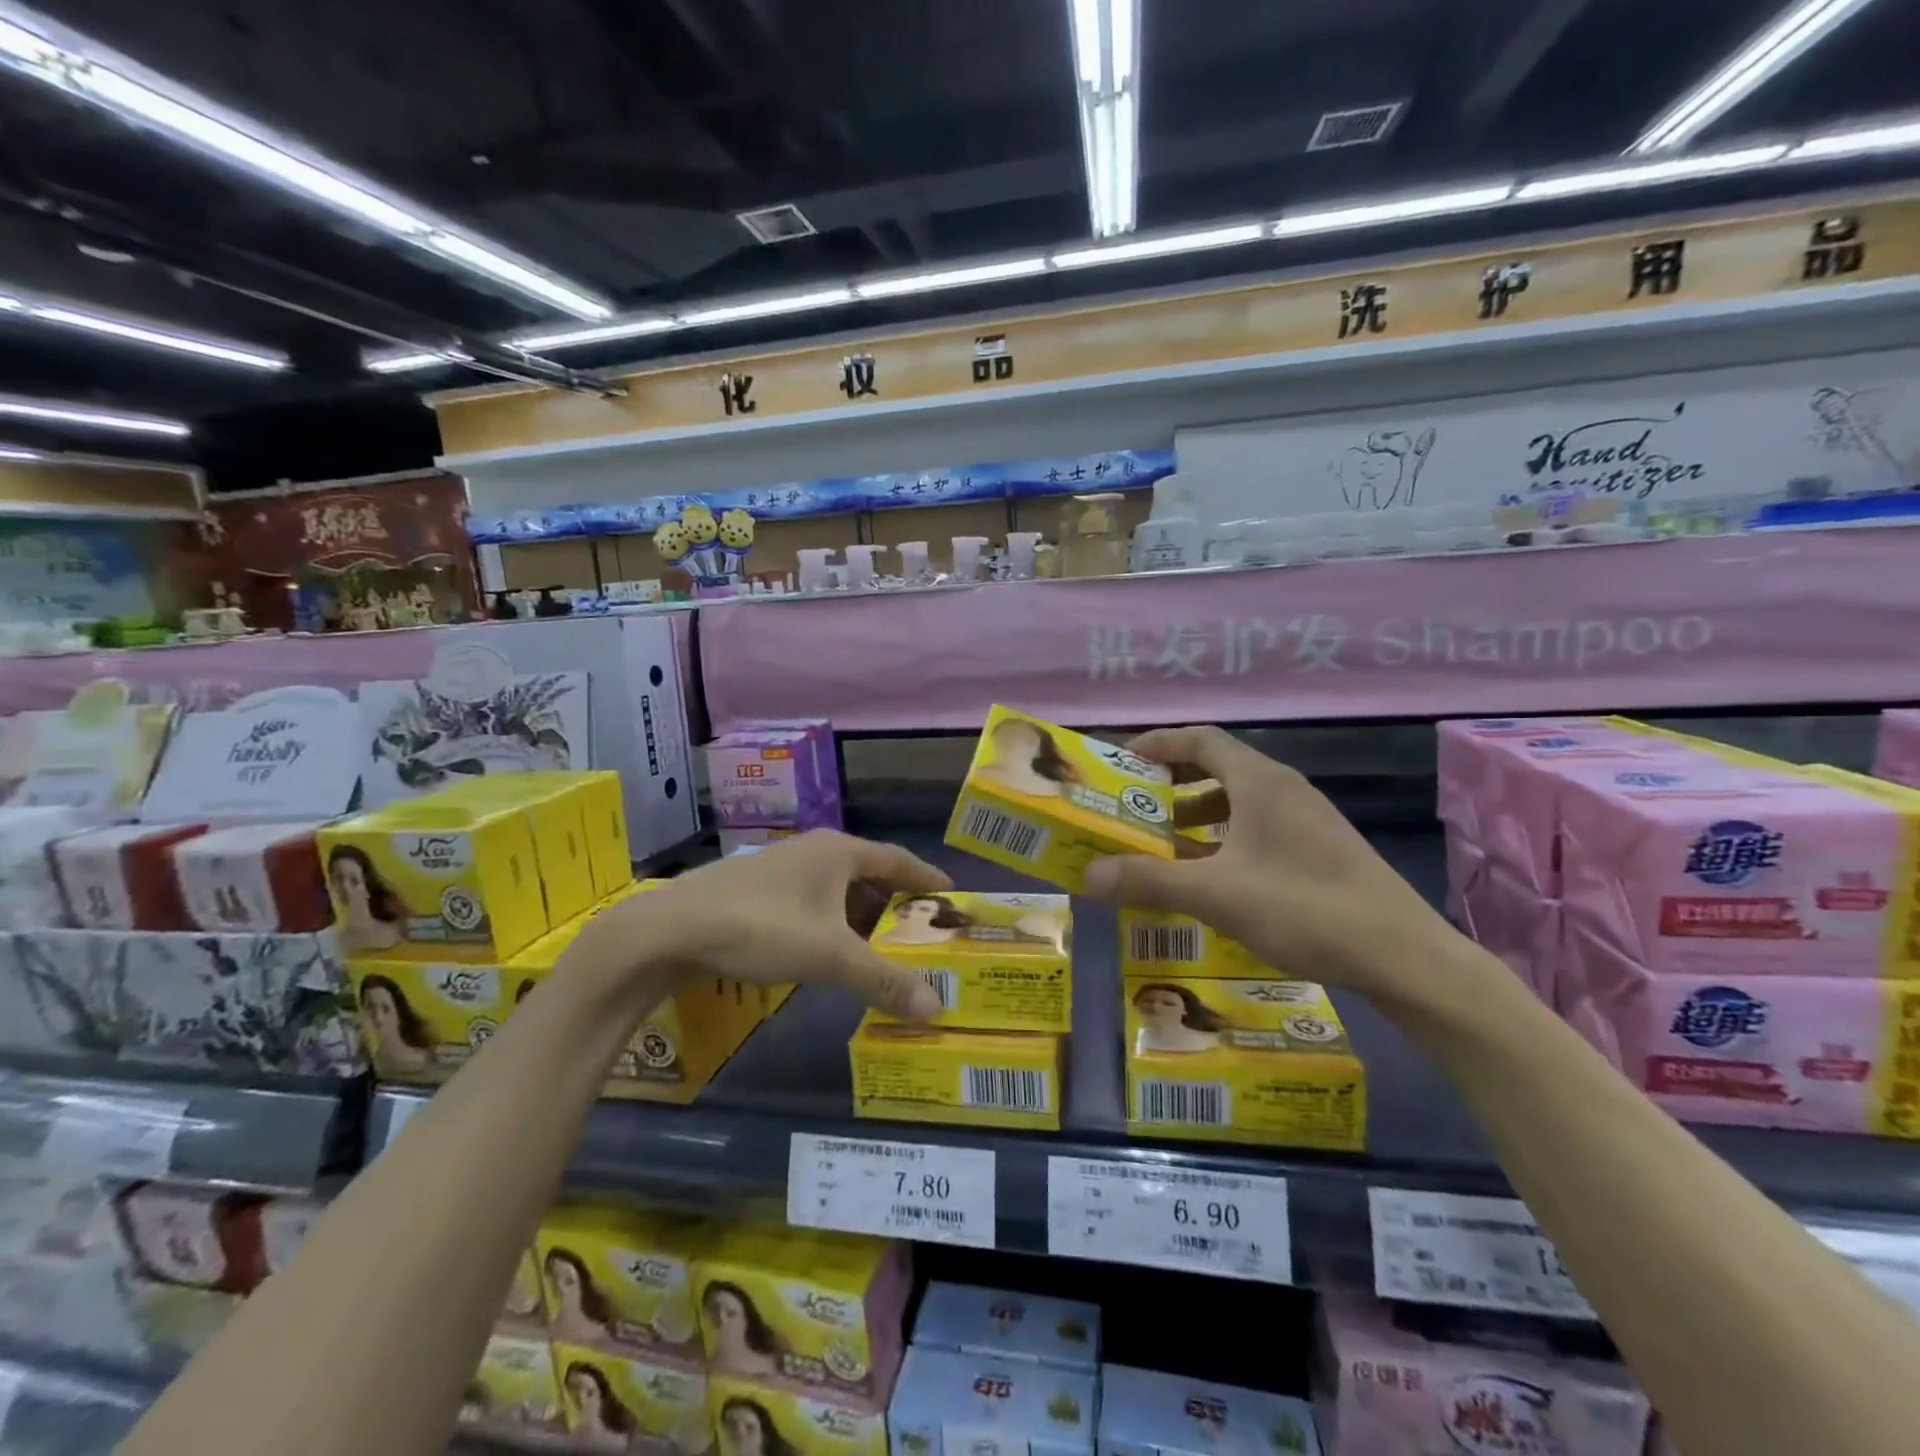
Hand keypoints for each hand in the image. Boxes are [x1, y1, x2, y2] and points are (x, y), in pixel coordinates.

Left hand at [596, 831, 951, 1019]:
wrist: (671, 929)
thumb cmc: (761, 928)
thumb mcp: (830, 957)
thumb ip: (884, 980)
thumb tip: (937, 1008)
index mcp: (839, 852)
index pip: (899, 859)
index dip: (927, 877)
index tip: (952, 894)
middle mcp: (814, 850)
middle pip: (869, 872)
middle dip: (895, 902)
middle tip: (918, 932)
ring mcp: (782, 867)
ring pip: (837, 887)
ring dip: (861, 914)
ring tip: (878, 946)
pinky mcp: (757, 888)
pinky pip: (812, 900)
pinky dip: (831, 921)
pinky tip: (827, 949)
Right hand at [1082, 726, 1459, 1000]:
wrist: (1405, 957)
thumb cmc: (1305, 908)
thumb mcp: (1217, 894)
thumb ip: (1149, 880)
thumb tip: (1088, 873)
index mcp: (1260, 781)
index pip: (1200, 740)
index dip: (1158, 743)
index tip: (1121, 760)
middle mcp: (1283, 789)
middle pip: (1218, 768)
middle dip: (1171, 784)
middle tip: (1133, 807)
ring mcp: (1306, 819)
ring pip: (1238, 802)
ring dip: (1196, 816)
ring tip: (1162, 845)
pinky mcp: (1319, 850)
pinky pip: (1257, 828)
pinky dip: (1223, 840)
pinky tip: (1210, 877)